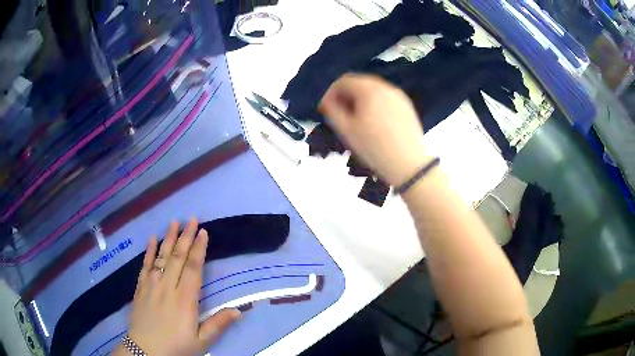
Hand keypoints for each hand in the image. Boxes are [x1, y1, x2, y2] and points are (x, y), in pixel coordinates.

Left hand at [114, 218, 240, 355]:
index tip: (203, 232)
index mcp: (185, 299)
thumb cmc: (176, 346)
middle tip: (191, 218)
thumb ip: (218, 324)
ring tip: (174, 222)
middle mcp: (168, 287)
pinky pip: (145, 265)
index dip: (198, 249)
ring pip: (161, 257)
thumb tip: (239, 310)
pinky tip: (152, 239)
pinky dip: (148, 251)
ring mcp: (152, 285)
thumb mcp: (201, 341)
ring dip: (168, 239)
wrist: (145, 350)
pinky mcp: (141, 287)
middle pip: (178, 257)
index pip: (193, 268)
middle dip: (185, 236)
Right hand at [319, 74, 431, 186]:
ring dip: (360, 99)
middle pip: (359, 83)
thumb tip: (326, 101)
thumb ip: (332, 110)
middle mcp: (385, 87)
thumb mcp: (347, 130)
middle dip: (346, 95)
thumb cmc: (374, 148)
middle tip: (340, 114)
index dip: (331, 93)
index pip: (343, 81)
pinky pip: (386, 98)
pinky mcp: (407, 106)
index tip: (326, 108)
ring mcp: (398, 96)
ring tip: (356, 119)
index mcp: (369, 90)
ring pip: (373, 90)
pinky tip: (374, 122)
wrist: (409, 164)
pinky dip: (375, 104)